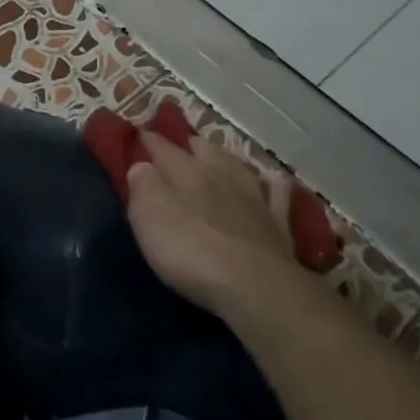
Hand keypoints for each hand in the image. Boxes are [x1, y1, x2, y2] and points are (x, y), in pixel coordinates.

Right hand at [126, 133, 302, 317]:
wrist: (255, 285)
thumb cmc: (191, 251)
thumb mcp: (150, 218)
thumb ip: (143, 187)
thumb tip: (141, 166)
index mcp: (187, 172)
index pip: (164, 149)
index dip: (151, 140)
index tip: (141, 133)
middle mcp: (223, 175)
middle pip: (205, 150)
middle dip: (190, 144)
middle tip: (181, 145)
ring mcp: (255, 197)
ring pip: (239, 166)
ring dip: (226, 158)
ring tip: (218, 156)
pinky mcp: (278, 223)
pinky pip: (277, 194)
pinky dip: (272, 185)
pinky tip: (272, 183)